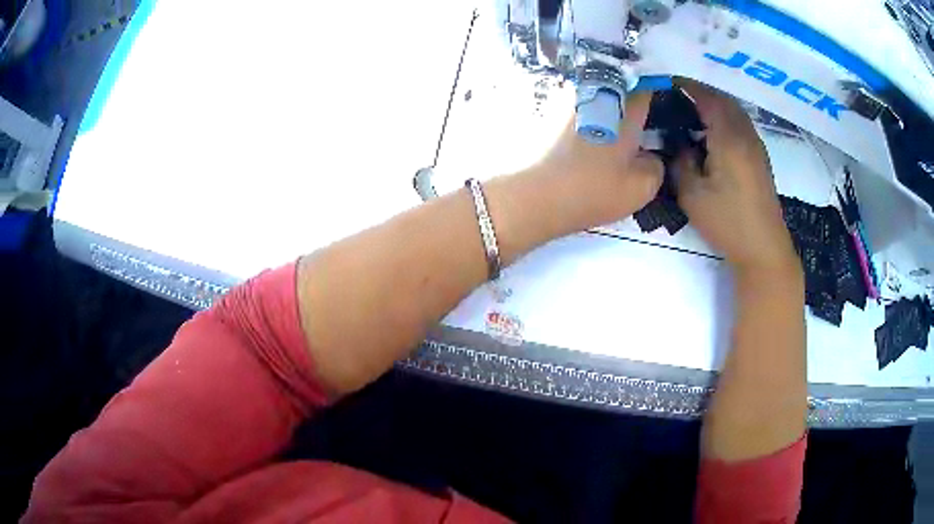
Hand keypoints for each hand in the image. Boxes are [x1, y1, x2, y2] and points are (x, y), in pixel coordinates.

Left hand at [533, 91, 663, 226]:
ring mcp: (569, 98)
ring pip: (597, 93)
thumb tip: (649, 155)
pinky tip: (585, 138)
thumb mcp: (640, 189)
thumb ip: (655, 167)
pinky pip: (577, 104)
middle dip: (629, 98)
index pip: (646, 85)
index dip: (654, 92)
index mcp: (624, 108)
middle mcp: (596, 94)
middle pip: (620, 86)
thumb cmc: (591, 191)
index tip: (657, 106)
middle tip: (635, 123)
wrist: (534, 195)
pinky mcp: (549, 109)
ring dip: (606, 106)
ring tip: (608, 132)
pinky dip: (585, 115)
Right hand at [673, 79, 798, 272]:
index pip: (706, 98)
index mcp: (728, 138)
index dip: (686, 86)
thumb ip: (681, 163)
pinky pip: (741, 126)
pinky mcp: (760, 160)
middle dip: (701, 92)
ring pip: (735, 112)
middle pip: (723, 100)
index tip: (666, 81)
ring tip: (693, 112)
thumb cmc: (728, 222)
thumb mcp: (692, 195)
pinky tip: (713, 134)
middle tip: (678, 95)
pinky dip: (725, 119)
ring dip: (715, 105)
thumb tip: (681, 146)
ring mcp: (756, 147)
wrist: (763, 249)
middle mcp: (745, 135)